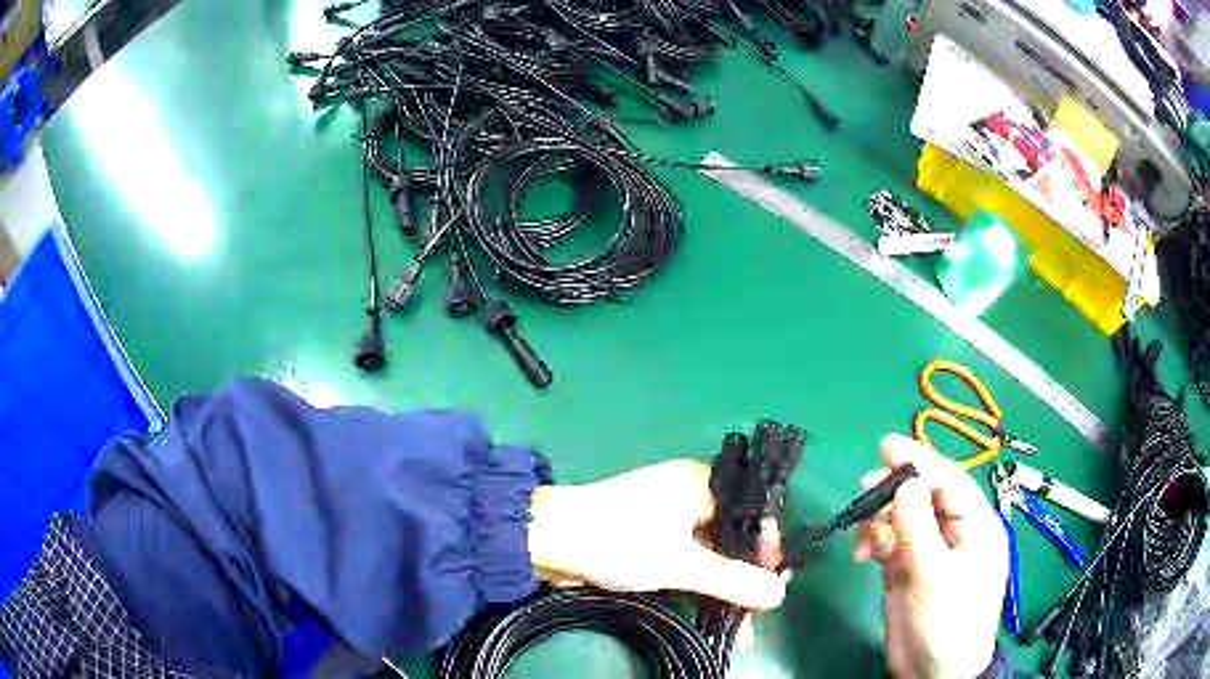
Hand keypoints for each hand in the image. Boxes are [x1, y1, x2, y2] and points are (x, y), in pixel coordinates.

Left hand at [528, 459, 786, 610]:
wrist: (547, 542)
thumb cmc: (619, 541)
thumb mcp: (683, 564)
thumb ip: (733, 581)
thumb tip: (779, 595)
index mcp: (700, 483)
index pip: (752, 512)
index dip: (767, 548)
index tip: (774, 583)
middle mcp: (687, 494)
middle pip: (731, 536)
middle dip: (744, 575)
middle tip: (756, 612)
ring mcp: (665, 518)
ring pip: (708, 552)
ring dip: (722, 586)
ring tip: (738, 625)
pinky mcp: (646, 538)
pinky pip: (685, 560)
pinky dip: (698, 584)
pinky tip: (709, 611)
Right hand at [854, 434, 1007, 678]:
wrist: (932, 673)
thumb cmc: (946, 624)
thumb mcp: (934, 576)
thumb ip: (918, 527)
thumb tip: (906, 481)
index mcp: (976, 526)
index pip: (949, 482)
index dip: (919, 461)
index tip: (885, 446)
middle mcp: (955, 532)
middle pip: (925, 496)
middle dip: (895, 490)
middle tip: (864, 488)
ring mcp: (931, 551)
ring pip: (904, 517)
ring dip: (881, 520)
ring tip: (863, 536)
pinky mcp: (910, 569)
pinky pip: (891, 542)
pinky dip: (875, 541)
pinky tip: (864, 553)